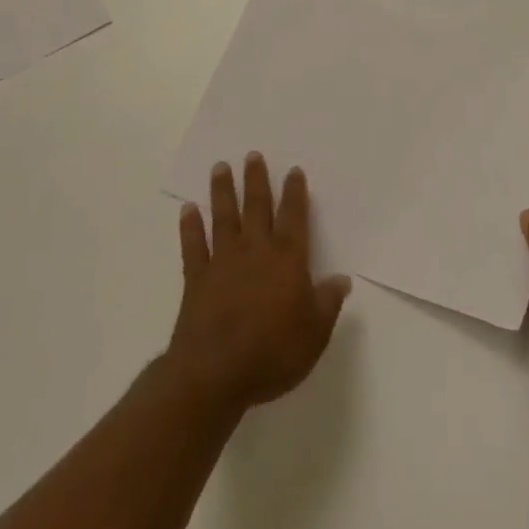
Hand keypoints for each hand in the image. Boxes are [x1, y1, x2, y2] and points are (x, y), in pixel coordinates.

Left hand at [168, 154, 350, 413]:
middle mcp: (255, 250)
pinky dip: (190, 227)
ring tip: (220, 167)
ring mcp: (223, 261)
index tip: (293, 170)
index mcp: (287, 260)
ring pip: (224, 217)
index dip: (295, 193)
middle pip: (256, 207)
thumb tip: (342, 279)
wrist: (216, 373)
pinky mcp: (197, 278)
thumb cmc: (273, 352)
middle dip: (256, 180)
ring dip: (222, 191)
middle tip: (252, 155)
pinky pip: (193, 246)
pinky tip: (187, 210)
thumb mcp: (315, 333)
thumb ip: (328, 302)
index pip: (294, 217)